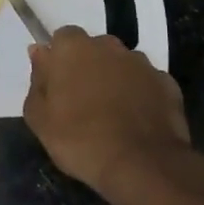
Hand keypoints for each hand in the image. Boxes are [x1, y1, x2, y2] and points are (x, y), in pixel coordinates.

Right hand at [25, 27, 192, 197]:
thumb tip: (39, 53)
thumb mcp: (39, 118)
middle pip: (94, 48)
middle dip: (89, 67)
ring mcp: (141, 63)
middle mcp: (109, 46)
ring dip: (116, 80)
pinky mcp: (167, 83)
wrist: (141, 166)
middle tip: (83, 101)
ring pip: (122, 64)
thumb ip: (37, 80)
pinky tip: (137, 121)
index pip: (63, 38)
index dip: (60, 60)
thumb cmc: (80, 140)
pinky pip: (147, 83)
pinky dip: (142, 95)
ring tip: (113, 114)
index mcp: (73, 47)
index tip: (58, 85)